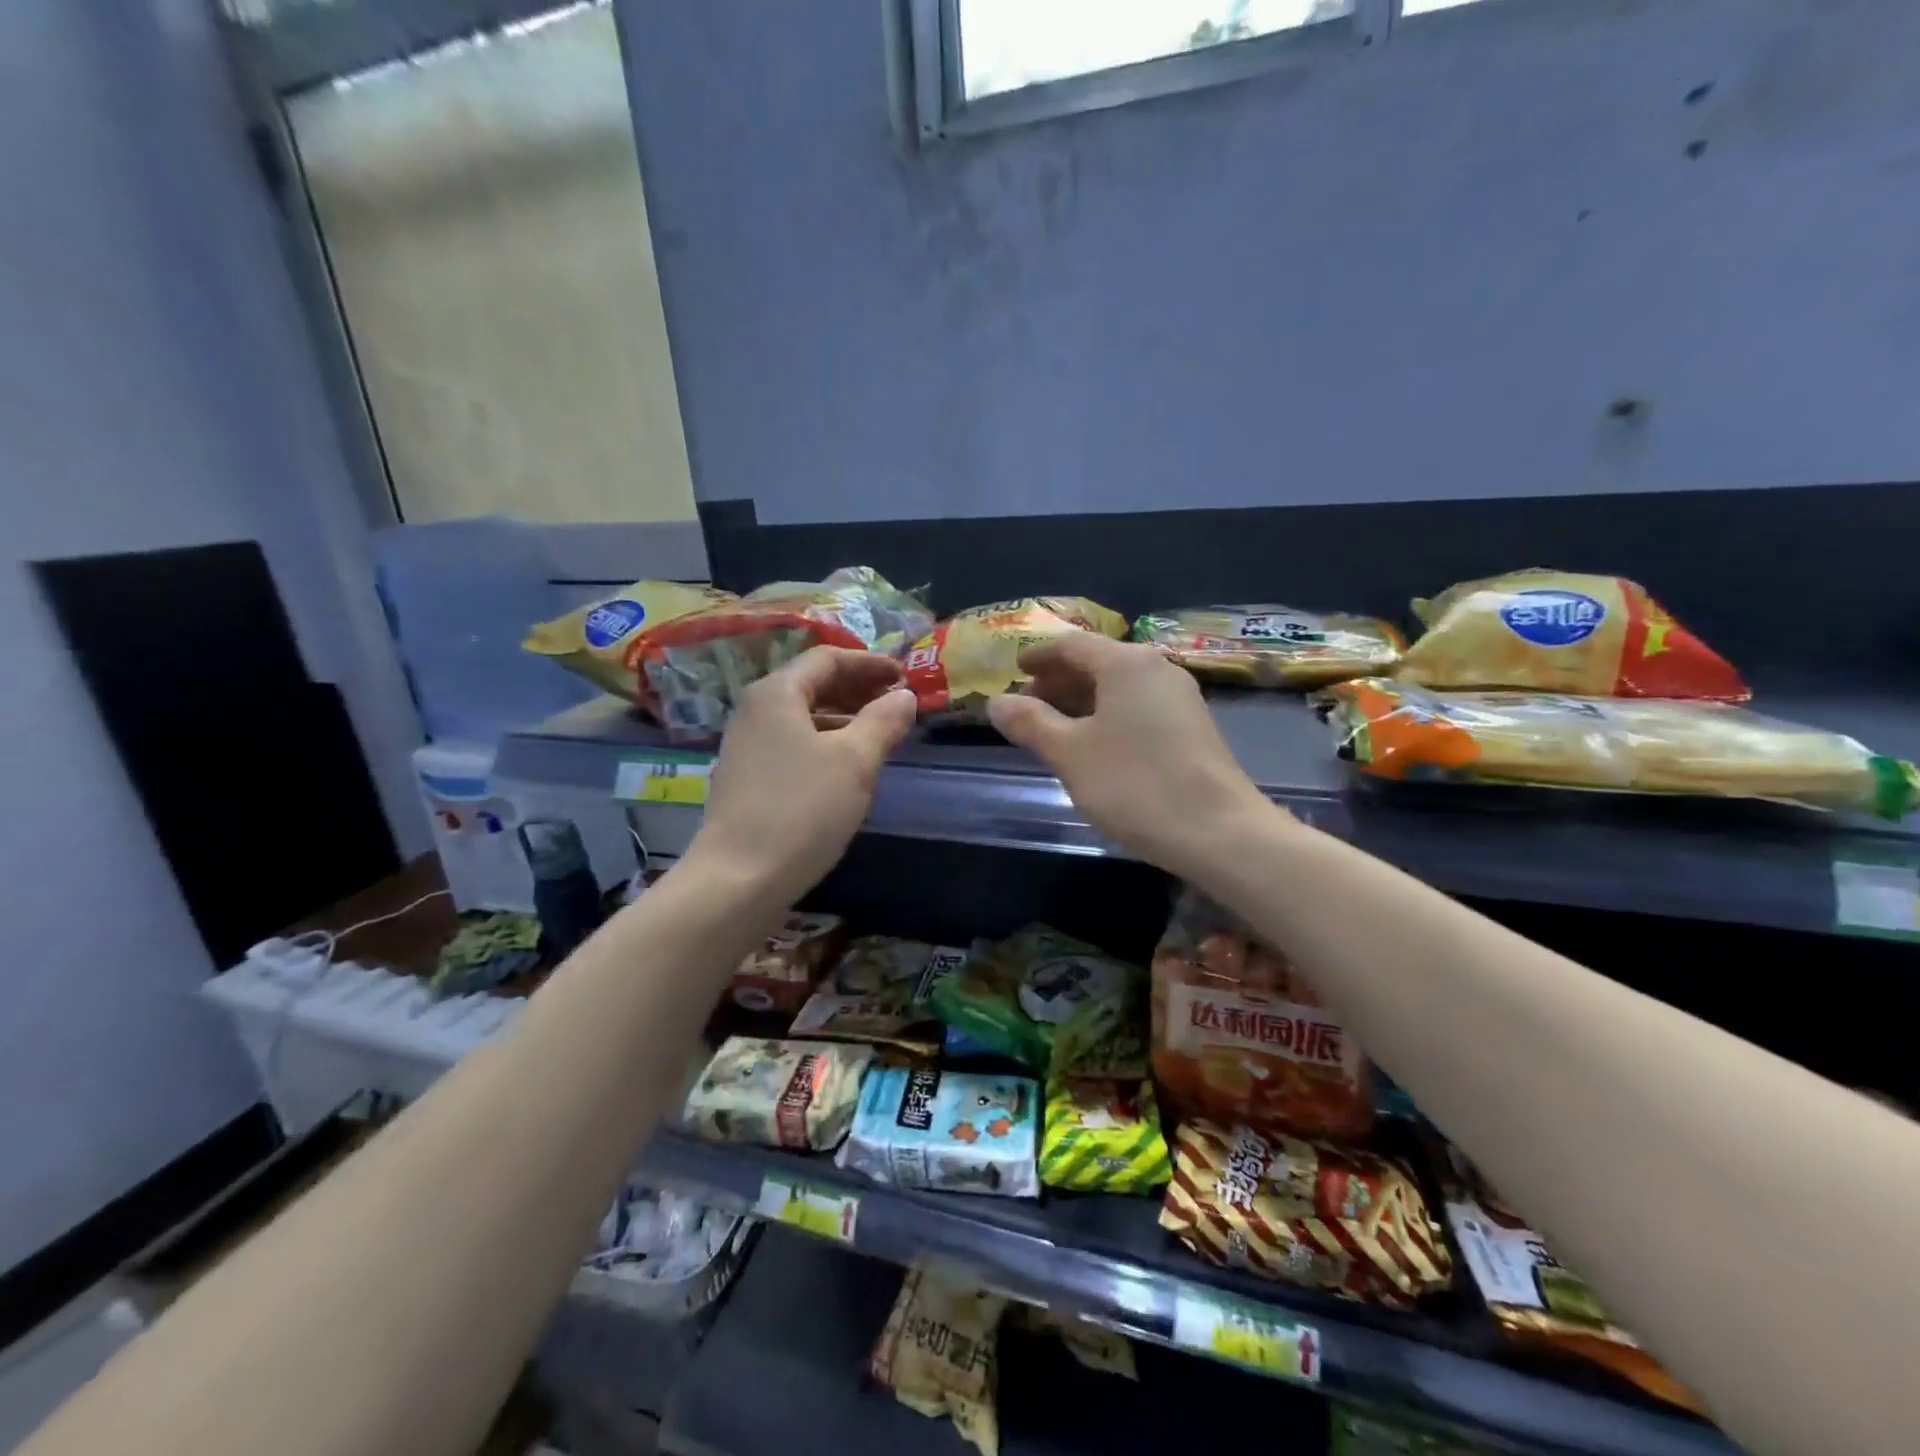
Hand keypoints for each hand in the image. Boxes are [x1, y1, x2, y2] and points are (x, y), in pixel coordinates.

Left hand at [691, 647, 916, 904]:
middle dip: (857, 688)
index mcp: (777, 693)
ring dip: (842, 717)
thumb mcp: (855, 761)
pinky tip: (845, 766)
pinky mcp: (746, 778)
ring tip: (879, 732)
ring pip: (801, 716)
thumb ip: (883, 721)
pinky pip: (791, 742)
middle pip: (811, 684)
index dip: (869, 663)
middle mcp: (754, 710)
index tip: (904, 676)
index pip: (827, 659)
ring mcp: (745, 745)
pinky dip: (823, 741)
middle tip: (896, 701)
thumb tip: (904, 696)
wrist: (739, 878)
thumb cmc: (802, 809)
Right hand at [987, 634, 1270, 878]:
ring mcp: (1180, 698)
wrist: (1219, 831)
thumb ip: (1030, 723)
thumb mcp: (1070, 754)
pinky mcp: (1192, 727)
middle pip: (1098, 663)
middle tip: (1028, 704)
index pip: (1072, 645)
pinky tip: (1094, 746)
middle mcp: (1156, 669)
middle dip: (1059, 681)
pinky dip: (1108, 716)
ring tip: (1054, 728)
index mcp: (1126, 663)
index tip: (1015, 670)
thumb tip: (995, 702)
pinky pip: (1138, 707)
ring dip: (1083, 701)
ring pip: (1119, 687)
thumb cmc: (1134, 784)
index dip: (1039, 656)